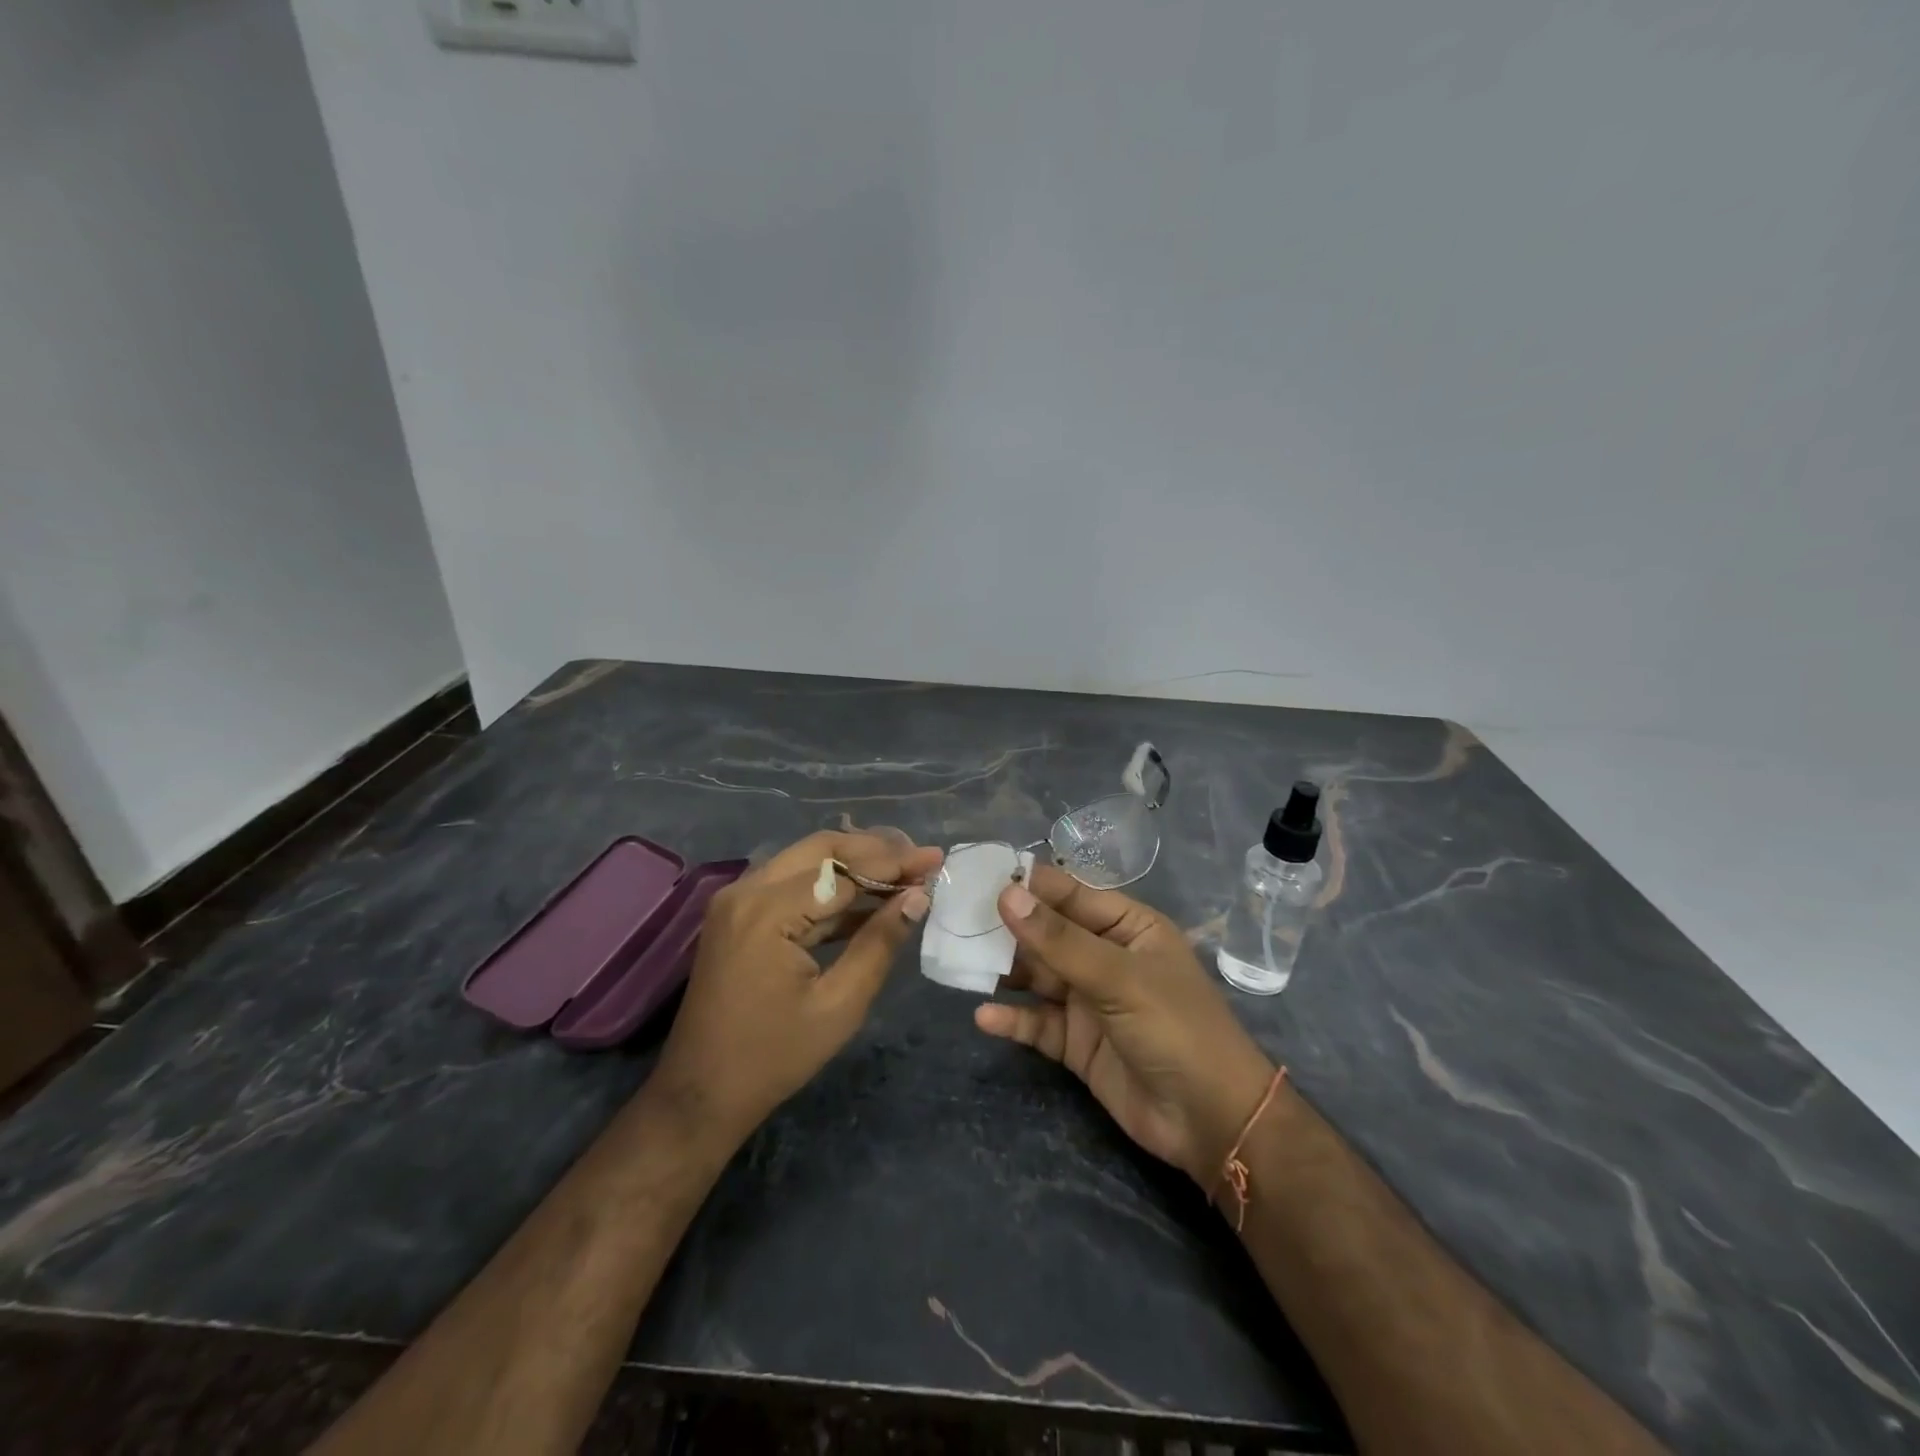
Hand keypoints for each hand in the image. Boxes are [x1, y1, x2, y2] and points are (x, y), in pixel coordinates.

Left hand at [653, 830, 940, 1139]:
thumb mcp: (839, 1005)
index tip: (936, 858)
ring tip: (903, 875)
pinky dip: (830, 886)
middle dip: (875, 850)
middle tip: (920, 861)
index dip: (894, 863)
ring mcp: (737, 899)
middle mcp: (747, 890)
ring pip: (807, 860)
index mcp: (768, 912)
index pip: (844, 870)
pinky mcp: (738, 913)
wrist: (702, 1092)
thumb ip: (880, 943)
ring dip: (854, 863)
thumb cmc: (775, 1056)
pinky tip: (868, 899)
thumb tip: (918, 897)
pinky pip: (791, 883)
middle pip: (822, 849)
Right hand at [976, 864, 1275, 1190]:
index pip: (1069, 894)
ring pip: (1036, 977)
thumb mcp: (1118, 977)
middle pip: (1046, 934)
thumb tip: (1007, 894)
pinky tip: (983, 1017)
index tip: (977, 875)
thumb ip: (1059, 940)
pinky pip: (1037, 1023)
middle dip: (1005, 928)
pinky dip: (1012, 1020)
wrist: (1211, 1122)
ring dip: (1002, 971)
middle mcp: (1104, 957)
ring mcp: (1089, 1001)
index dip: (1026, 884)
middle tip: (953, 919)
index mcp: (1127, 927)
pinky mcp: (1077, 1043)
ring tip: (958, 963)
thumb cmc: (1176, 1028)